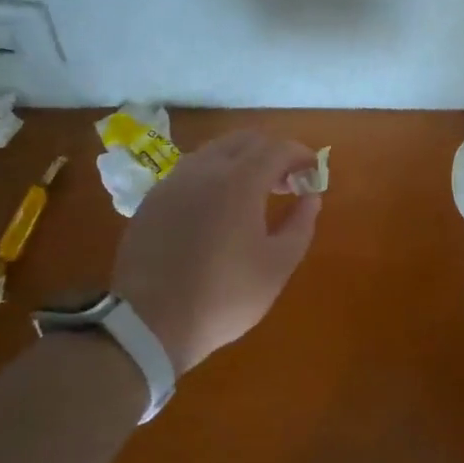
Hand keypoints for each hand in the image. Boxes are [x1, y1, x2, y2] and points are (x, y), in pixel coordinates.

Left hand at [110, 131, 322, 372]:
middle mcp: (204, 169)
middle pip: (245, 140)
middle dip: (272, 153)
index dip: (301, 155)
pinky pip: (191, 172)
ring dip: (242, 162)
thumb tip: (310, 197)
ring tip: (254, 196)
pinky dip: (214, 176)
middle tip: (287, 183)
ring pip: (215, 151)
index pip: (278, 148)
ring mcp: (173, 182)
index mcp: (239, 181)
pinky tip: (218, 209)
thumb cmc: (224, 296)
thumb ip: (300, 224)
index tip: (313, 173)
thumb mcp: (277, 266)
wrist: (149, 322)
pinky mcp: (153, 199)